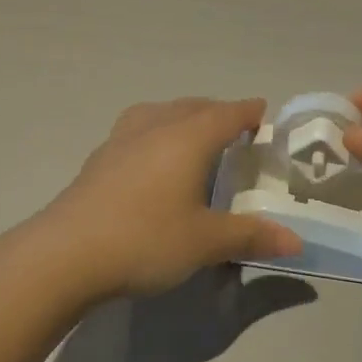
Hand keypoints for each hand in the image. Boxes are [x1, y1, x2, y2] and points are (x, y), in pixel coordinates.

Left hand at [45, 98, 303, 297]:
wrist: (65, 254)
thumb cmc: (145, 239)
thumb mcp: (205, 242)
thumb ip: (250, 236)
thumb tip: (296, 241)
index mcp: (187, 138)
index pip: (226, 114)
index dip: (247, 112)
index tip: (263, 112)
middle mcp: (154, 128)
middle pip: (192, 107)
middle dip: (216, 112)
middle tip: (234, 128)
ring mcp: (120, 141)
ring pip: (159, 113)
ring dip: (182, 117)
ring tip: (192, 135)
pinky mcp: (98, 160)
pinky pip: (136, 131)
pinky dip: (155, 133)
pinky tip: (150, 160)